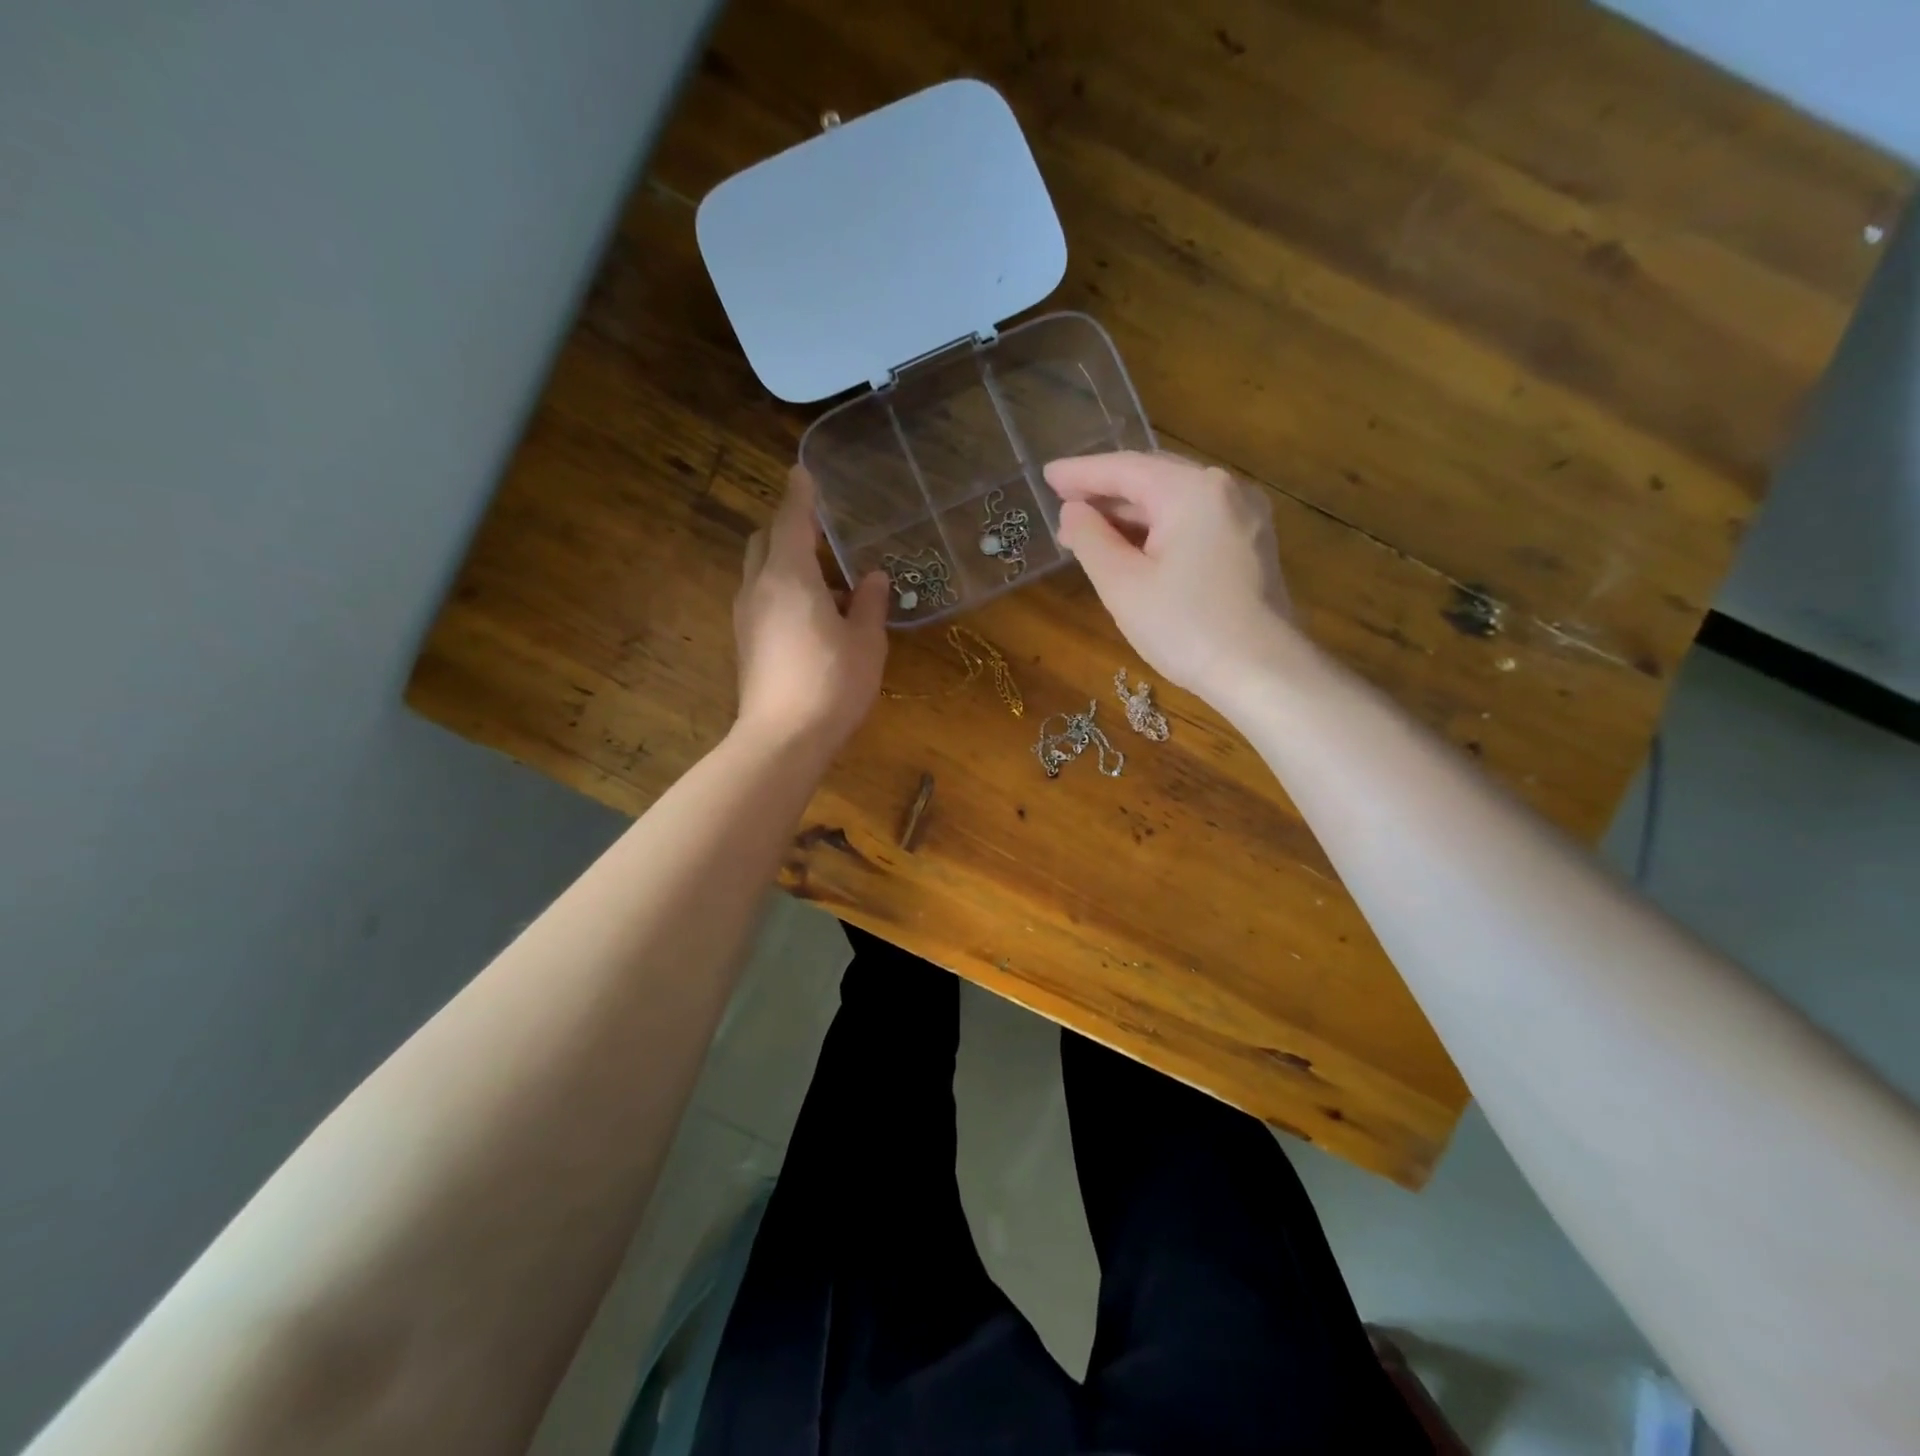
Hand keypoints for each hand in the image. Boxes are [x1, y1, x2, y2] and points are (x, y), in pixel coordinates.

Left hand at [733, 467, 889, 752]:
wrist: (782, 739)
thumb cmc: (832, 684)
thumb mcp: (866, 643)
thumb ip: (870, 604)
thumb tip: (874, 578)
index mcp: (790, 576)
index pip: (791, 519)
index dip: (800, 494)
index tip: (803, 472)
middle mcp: (759, 588)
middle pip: (764, 540)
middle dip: (787, 528)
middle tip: (821, 535)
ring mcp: (746, 616)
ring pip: (759, 571)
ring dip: (785, 563)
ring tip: (825, 582)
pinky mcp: (744, 643)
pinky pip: (760, 598)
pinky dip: (780, 591)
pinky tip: (810, 616)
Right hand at [1048, 451, 1298, 701]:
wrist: (1262, 672)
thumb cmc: (1185, 627)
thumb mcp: (1123, 584)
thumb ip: (1090, 539)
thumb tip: (1073, 511)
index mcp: (1192, 490)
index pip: (1125, 468)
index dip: (1081, 473)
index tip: (1046, 475)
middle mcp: (1225, 489)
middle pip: (1153, 478)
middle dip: (1106, 492)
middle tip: (1062, 503)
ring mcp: (1244, 515)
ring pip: (1175, 502)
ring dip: (1131, 514)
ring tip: (1089, 531)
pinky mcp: (1250, 544)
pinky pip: (1194, 522)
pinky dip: (1159, 529)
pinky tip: (1133, 547)